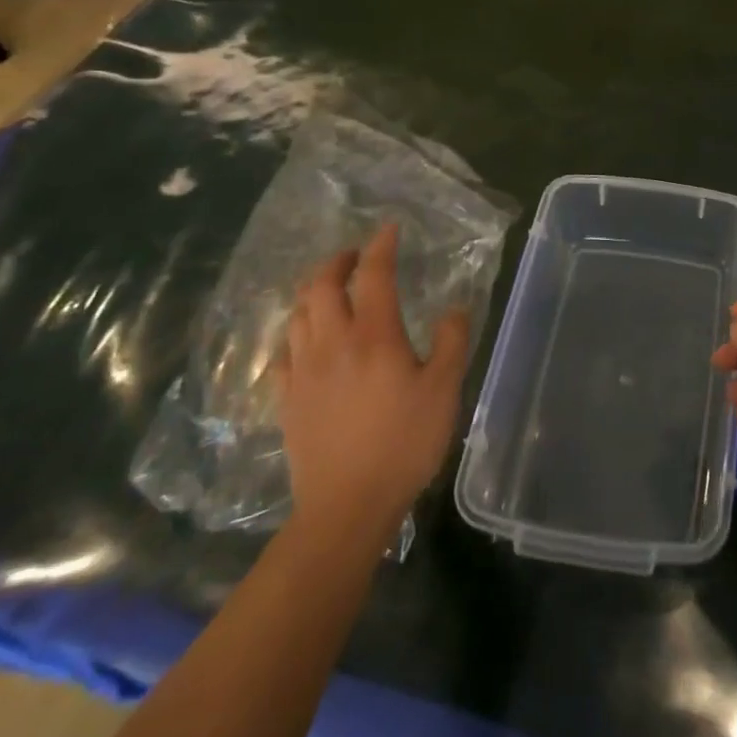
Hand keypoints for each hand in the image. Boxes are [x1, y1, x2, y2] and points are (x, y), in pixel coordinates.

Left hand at [275, 223, 470, 536]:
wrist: (346, 507)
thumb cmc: (403, 444)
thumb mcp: (444, 390)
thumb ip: (451, 342)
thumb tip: (453, 308)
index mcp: (374, 335)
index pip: (373, 274)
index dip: (380, 246)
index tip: (389, 229)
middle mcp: (332, 343)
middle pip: (321, 286)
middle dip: (337, 261)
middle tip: (355, 255)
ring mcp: (303, 371)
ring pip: (298, 314)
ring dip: (313, 291)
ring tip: (331, 288)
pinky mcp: (286, 399)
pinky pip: (282, 351)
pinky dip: (295, 331)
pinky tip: (305, 338)